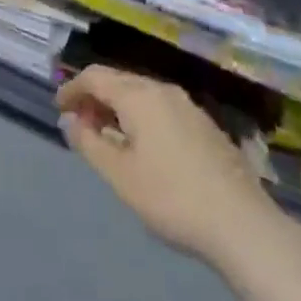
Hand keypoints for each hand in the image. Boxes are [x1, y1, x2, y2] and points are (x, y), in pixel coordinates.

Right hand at [58, 66, 281, 275]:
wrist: (242, 224)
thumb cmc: (171, 197)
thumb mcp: (120, 175)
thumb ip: (90, 144)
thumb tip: (71, 121)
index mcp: (139, 95)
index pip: (96, 77)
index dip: (73, 88)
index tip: (58, 107)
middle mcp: (163, 90)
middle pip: (119, 81)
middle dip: (95, 97)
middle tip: (79, 122)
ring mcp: (188, 106)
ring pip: (142, 94)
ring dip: (118, 107)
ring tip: (106, 135)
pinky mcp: (204, 125)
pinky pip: (161, 108)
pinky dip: (141, 116)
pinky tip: (142, 145)